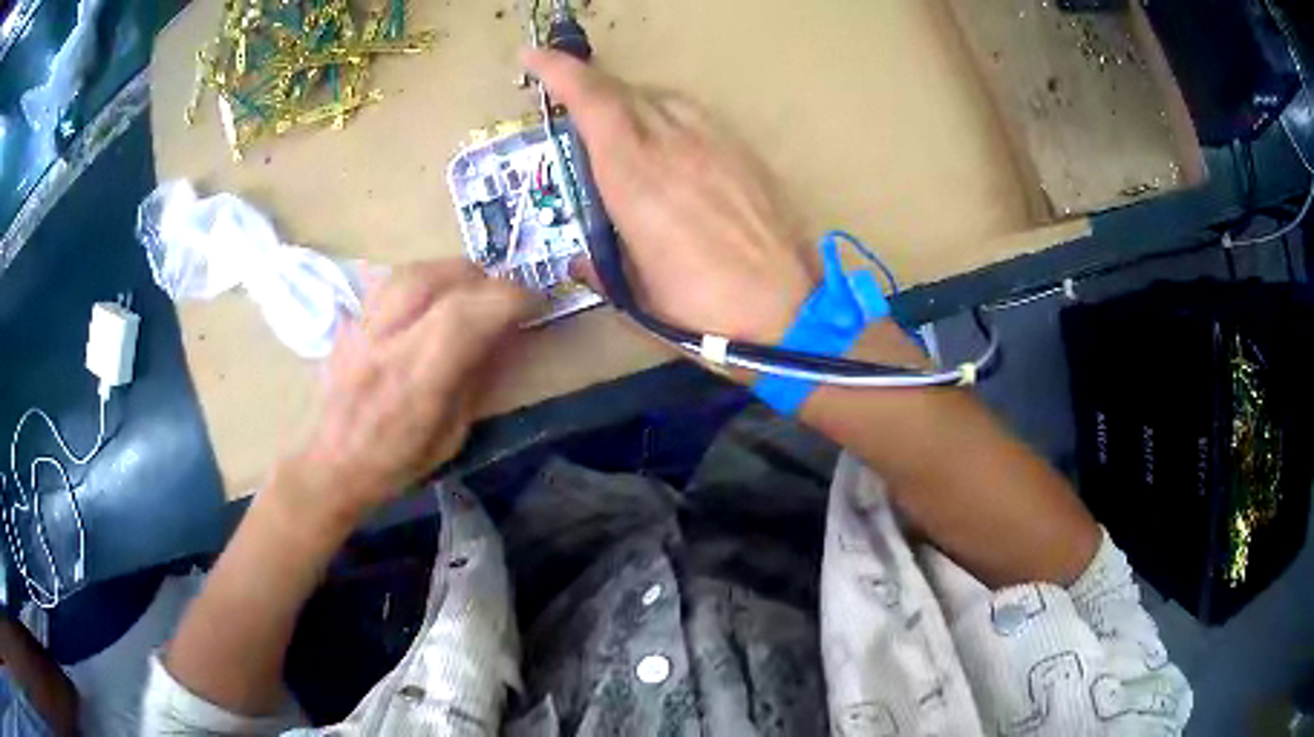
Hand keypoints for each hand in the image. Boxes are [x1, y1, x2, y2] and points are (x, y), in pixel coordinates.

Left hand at [274, 260, 531, 530]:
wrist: (332, 466)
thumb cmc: (396, 463)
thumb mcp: (452, 435)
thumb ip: (475, 379)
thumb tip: (501, 336)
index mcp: (416, 382)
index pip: (466, 316)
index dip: (508, 298)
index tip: (534, 303)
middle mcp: (386, 344)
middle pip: (436, 278)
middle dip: (482, 278)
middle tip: (500, 296)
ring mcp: (361, 328)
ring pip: (410, 270)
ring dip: (449, 272)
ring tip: (467, 290)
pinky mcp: (349, 323)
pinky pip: (388, 282)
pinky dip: (419, 280)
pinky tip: (428, 299)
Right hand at [524, 49, 817, 344]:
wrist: (793, 314)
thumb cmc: (706, 314)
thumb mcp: (638, 298)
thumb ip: (601, 269)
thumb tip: (581, 259)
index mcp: (636, 180)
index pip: (593, 103)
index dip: (559, 71)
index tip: (533, 55)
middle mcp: (674, 147)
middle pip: (623, 92)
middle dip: (588, 86)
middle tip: (568, 100)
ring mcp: (716, 144)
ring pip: (662, 98)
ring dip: (629, 100)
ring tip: (617, 123)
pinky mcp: (746, 153)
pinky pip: (695, 115)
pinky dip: (667, 116)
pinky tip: (669, 143)